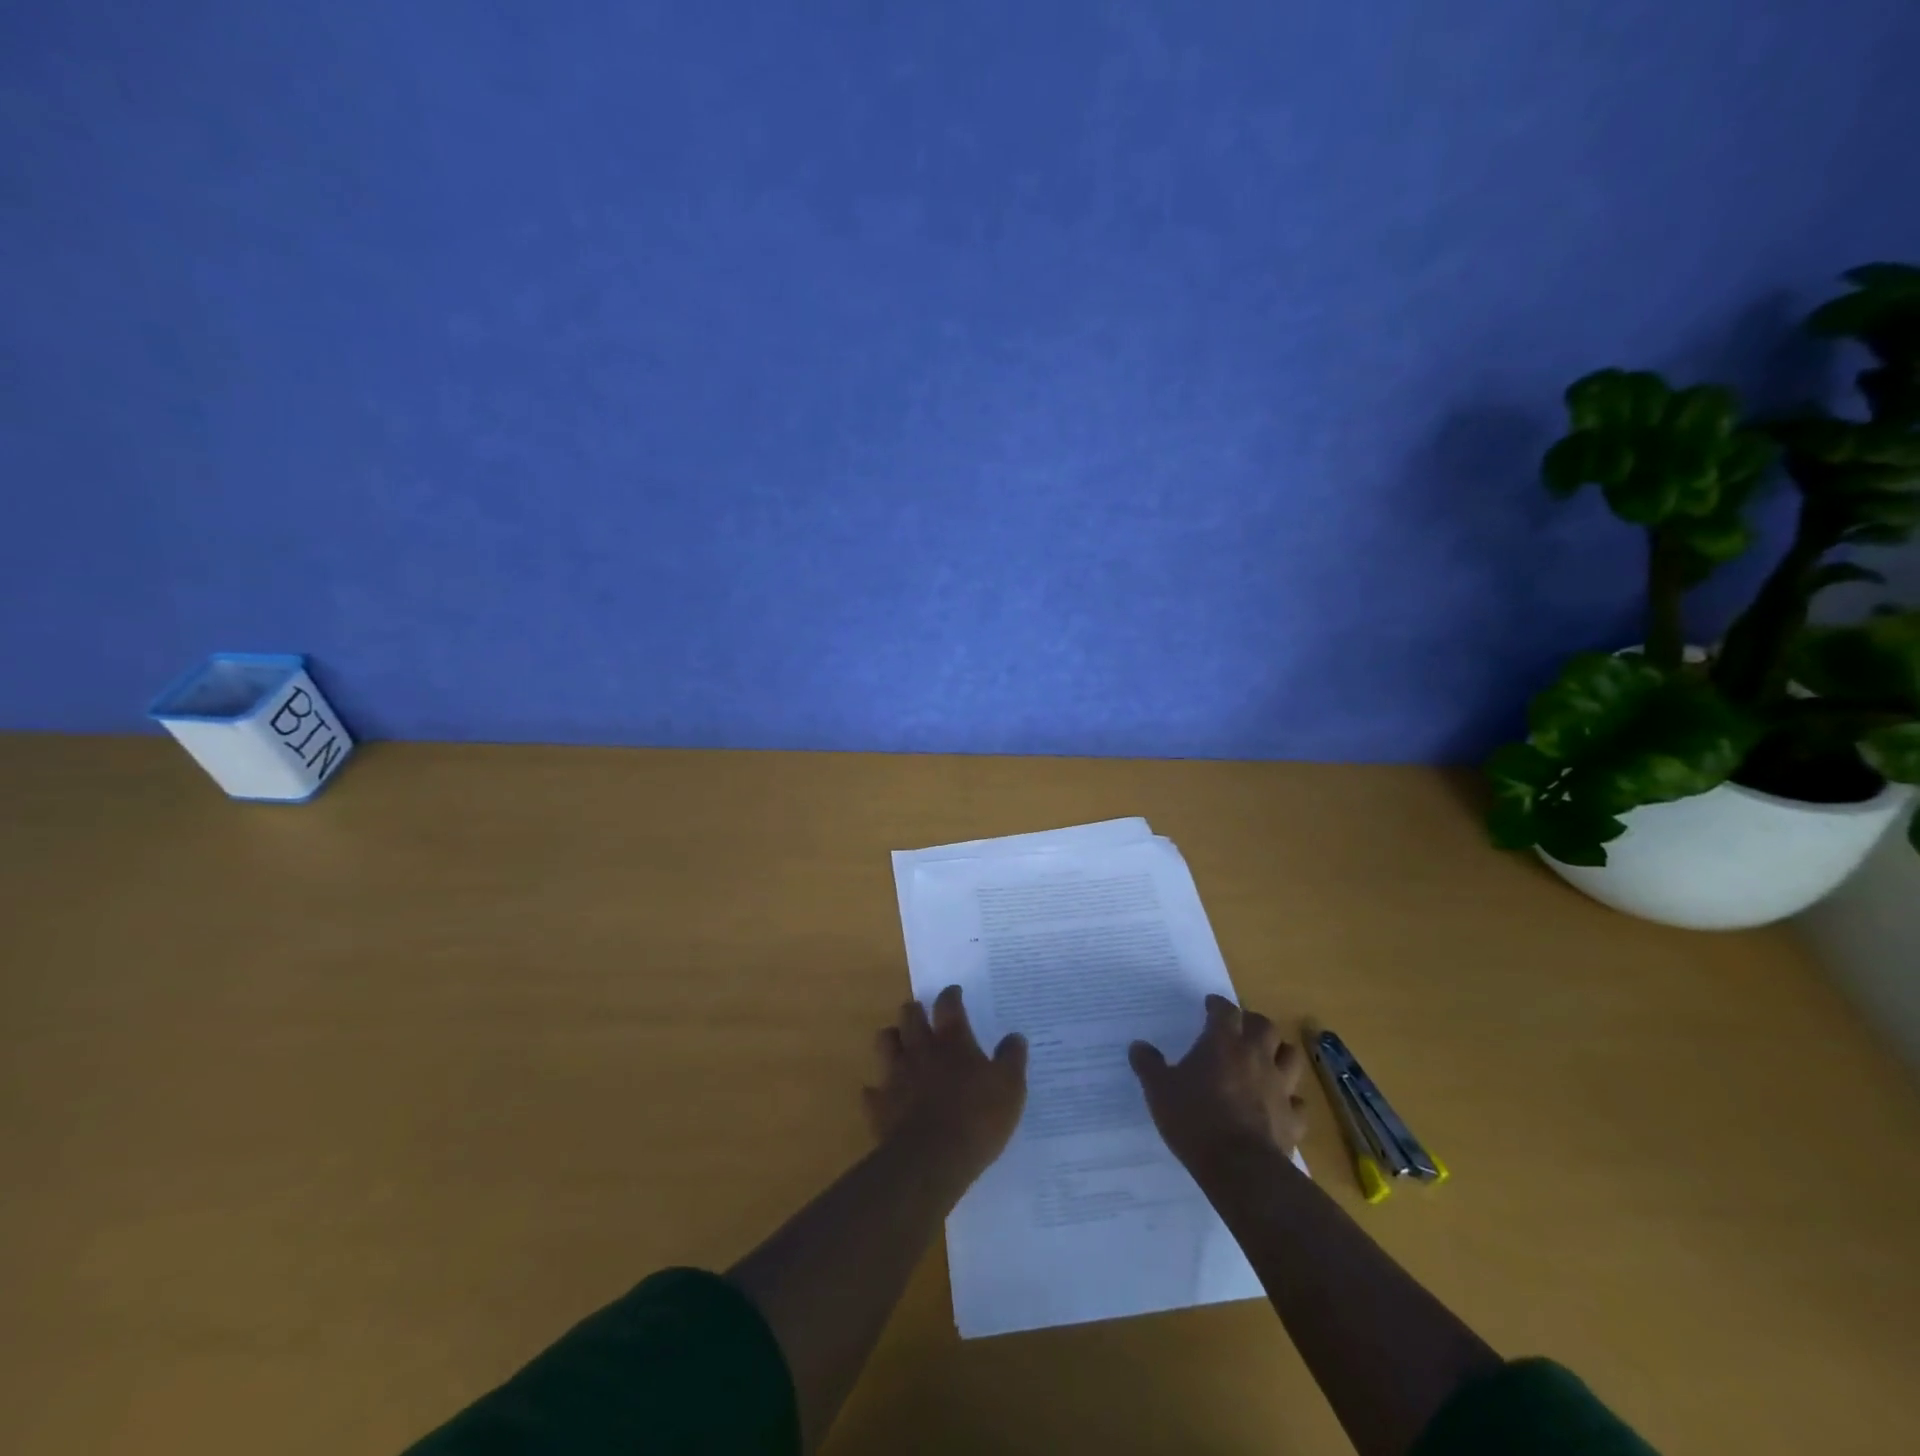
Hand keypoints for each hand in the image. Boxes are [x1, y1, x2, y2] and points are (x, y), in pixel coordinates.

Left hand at [865, 986, 1027, 1176]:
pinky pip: (872, 1091)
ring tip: (900, 1043)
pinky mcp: (879, 1104)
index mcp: (952, 1041)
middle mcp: (920, 1049)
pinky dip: (877, 1090)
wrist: (932, 1160)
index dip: (951, 995)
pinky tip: (884, 1094)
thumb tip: (1015, 1036)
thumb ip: (1012, 1058)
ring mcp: (896, 1075)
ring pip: (885, 1041)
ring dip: (893, 1039)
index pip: (949, 1005)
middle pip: (910, 1016)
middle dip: (915, 1010)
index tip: (954, 993)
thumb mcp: (1010, 1088)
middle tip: (922, 1013)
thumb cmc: (977, 1118)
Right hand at [1129, 994, 1306, 1170]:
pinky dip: (1291, 1100)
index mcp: (1223, 1043)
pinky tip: (1281, 1104)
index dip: (1218, 1005)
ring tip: (1267, 1057)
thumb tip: (1138, 1045)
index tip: (1210, 1005)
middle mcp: (1256, 1057)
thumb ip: (1148, 1064)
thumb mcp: (1159, 1090)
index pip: (1225, 1010)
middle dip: (1252, 1022)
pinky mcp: (1293, 1119)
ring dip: (1280, 1052)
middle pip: (1264, 1026)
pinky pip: (1298, 1103)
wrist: (1240, 1168)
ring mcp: (1280, 1087)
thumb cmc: (1195, 1119)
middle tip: (1240, 1028)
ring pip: (1290, 1056)